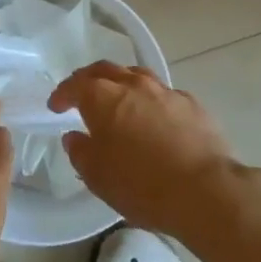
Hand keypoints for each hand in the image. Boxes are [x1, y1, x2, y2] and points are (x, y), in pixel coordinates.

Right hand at [49, 63, 251, 243]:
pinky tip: (154, 119)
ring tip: (118, 100)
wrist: (205, 191)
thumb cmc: (141, 184)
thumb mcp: (97, 176)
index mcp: (103, 98)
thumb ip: (80, 152)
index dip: (62, 94)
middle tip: (81, 94)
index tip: (55, 106)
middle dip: (89, 79)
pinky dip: (151, 101)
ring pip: (137, 76)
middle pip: (106, 70)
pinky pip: (164, 95)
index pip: (76, 85)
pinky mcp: (192, 105)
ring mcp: (166, 92)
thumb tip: (75, 137)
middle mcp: (134, 85)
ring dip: (122, 84)